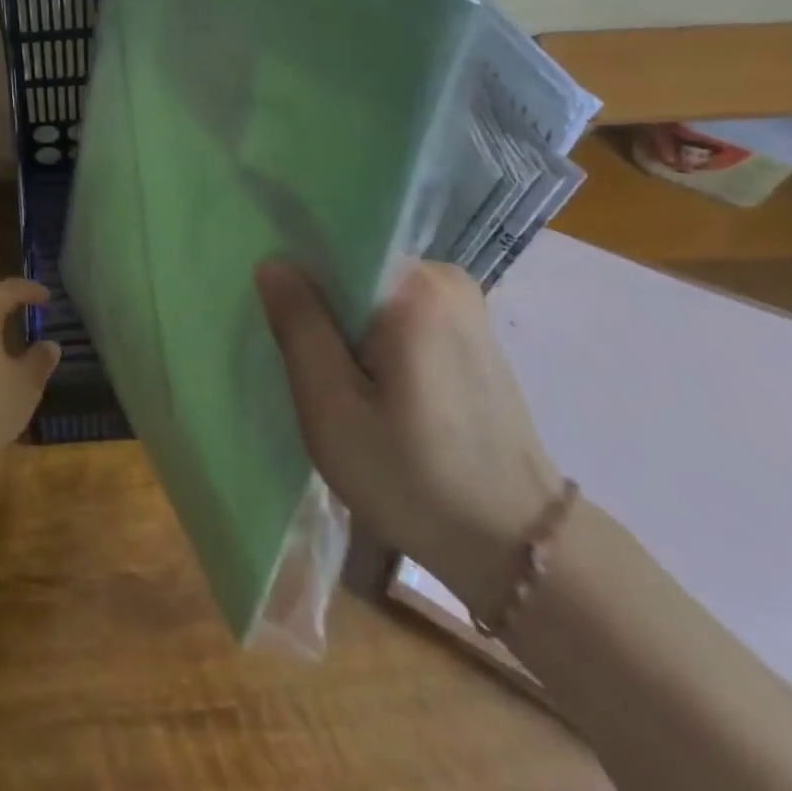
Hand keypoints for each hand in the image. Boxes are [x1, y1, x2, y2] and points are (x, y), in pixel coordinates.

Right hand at [257, 259, 563, 615]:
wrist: (518, 547)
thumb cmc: (414, 479)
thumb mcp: (332, 408)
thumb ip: (299, 326)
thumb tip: (273, 262)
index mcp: (415, 286)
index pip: (335, 245)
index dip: (297, 273)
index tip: (275, 312)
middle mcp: (445, 278)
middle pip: (355, 268)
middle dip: (321, 304)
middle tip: (298, 357)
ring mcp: (463, 304)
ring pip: (374, 293)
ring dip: (345, 325)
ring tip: (331, 377)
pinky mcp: (470, 332)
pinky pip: (399, 312)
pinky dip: (373, 337)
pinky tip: (367, 384)